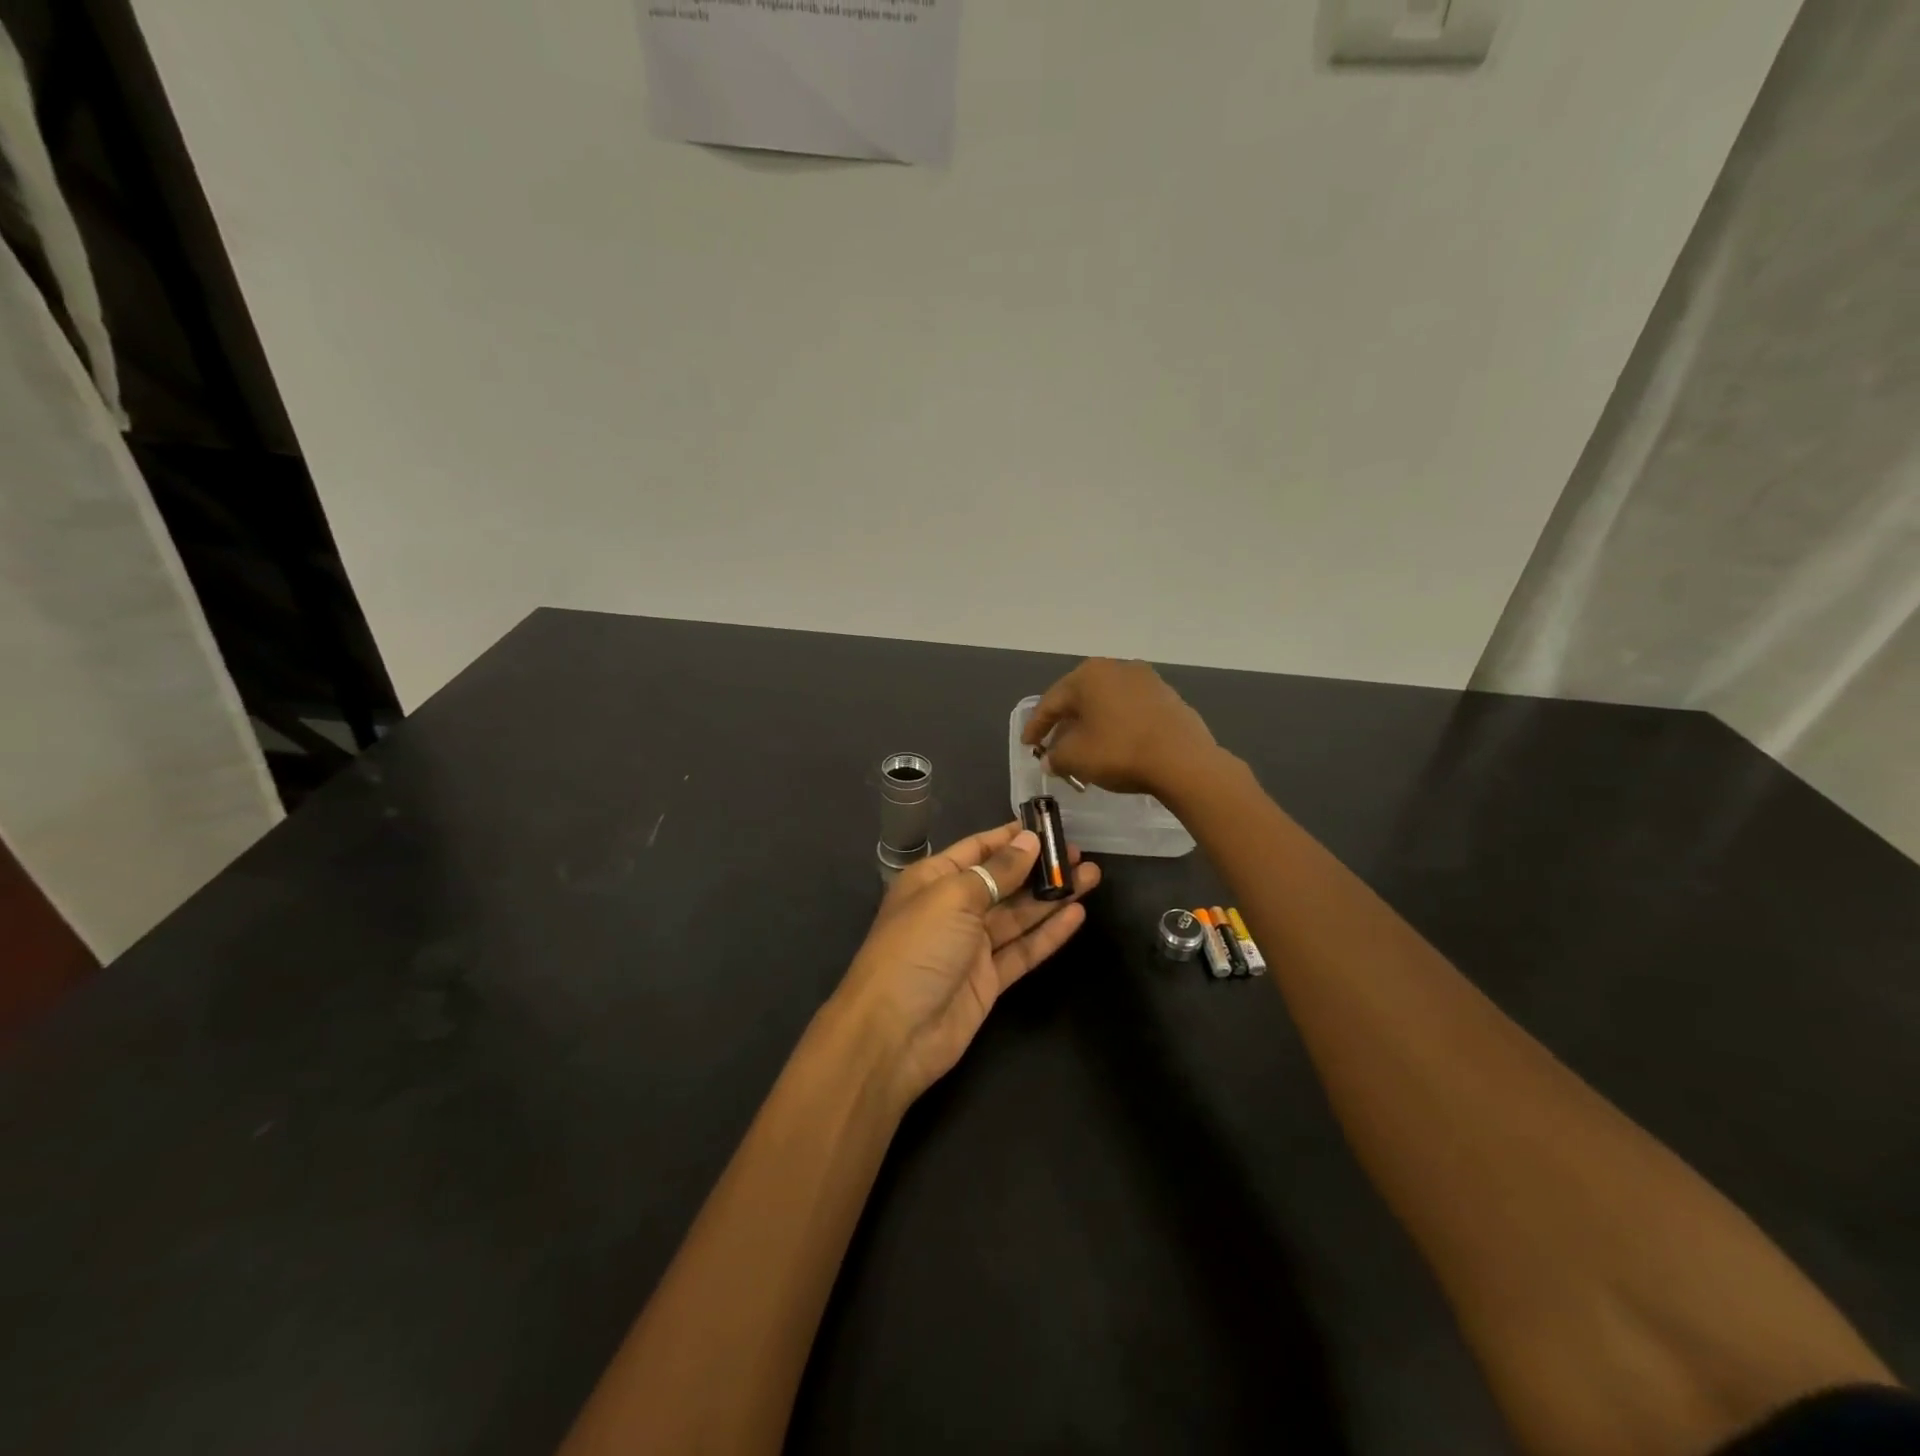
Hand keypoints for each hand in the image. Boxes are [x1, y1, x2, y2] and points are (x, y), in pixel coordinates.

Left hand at [831, 823, 1099, 1102]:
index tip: (1048, 824)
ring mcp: (971, 946)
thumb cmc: (917, 948)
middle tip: (1078, 853)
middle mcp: (953, 908)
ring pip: (1018, 914)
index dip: (1011, 837)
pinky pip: (1023, 950)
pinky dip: (1048, 933)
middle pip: (1003, 881)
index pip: (978, 848)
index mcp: (933, 880)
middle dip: (1039, 866)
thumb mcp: (954, 897)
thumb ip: (996, 870)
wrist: (893, 1033)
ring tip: (1092, 876)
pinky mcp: (988, 980)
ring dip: (1052, 896)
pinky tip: (1077, 915)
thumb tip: (1028, 841)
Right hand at [1021, 659, 1218, 796]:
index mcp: (1088, 675)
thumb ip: (1055, 756)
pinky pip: (1131, 710)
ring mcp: (1146, 680)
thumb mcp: (1075, 758)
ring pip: (1107, 703)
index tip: (1027, 746)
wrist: (1183, 760)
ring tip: (1085, 748)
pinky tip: (1116, 745)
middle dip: (1065, 724)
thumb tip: (1051, 759)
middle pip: (1080, 699)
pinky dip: (1117, 725)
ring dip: (1092, 725)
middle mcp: (1116, 667)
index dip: (1036, 726)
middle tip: (1053, 746)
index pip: (1051, 702)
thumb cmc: (1119, 752)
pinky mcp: (1168, 697)